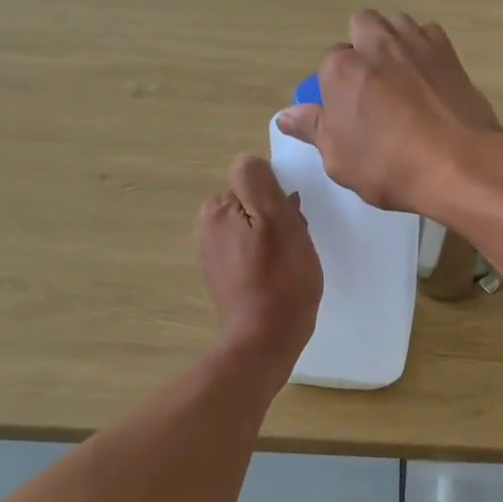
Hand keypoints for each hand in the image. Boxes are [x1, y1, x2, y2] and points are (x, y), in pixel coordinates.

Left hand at [196, 155, 321, 367]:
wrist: (266, 339)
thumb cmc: (280, 278)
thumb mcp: (277, 219)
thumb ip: (259, 182)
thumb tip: (252, 162)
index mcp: (217, 208)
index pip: (255, 178)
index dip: (279, 195)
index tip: (292, 219)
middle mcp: (207, 227)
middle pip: (253, 202)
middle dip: (277, 214)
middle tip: (295, 242)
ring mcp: (214, 254)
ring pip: (255, 226)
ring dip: (276, 236)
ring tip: (291, 261)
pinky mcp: (225, 276)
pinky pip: (251, 250)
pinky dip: (268, 256)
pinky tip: (280, 275)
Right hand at [275, 10, 502, 217]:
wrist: (460, 164)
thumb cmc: (390, 167)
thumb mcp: (339, 160)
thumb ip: (313, 130)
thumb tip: (286, 114)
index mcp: (341, 69)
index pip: (328, 63)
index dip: (337, 86)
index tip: (347, 109)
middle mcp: (376, 44)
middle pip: (361, 26)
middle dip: (362, 46)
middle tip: (372, 84)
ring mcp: (416, 43)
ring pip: (396, 23)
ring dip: (393, 40)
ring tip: (400, 75)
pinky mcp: (449, 52)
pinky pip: (429, 35)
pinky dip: (425, 47)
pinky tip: (429, 76)